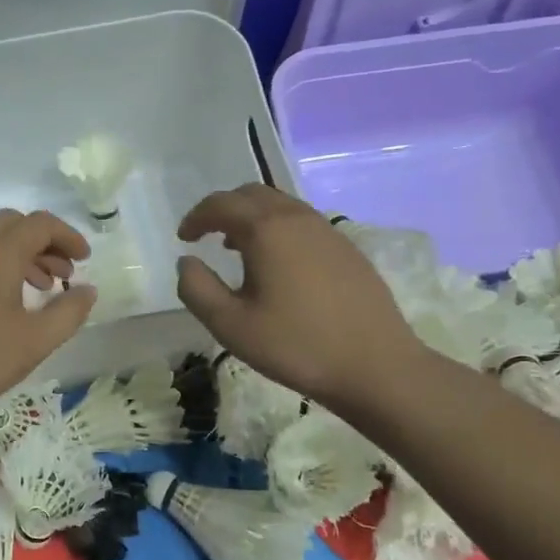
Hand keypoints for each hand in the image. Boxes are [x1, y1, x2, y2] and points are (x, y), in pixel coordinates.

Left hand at [0, 209, 96, 431]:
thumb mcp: (35, 340)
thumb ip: (69, 311)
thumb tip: (87, 290)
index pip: (39, 224)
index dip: (68, 236)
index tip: (86, 259)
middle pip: (12, 224)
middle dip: (43, 241)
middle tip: (64, 270)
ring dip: (22, 254)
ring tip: (43, 288)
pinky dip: (0, 267)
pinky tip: (9, 305)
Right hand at [176, 185, 421, 407]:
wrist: (376, 365)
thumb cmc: (296, 346)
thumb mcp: (231, 325)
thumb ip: (197, 289)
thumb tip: (187, 262)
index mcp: (266, 229)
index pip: (221, 204)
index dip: (196, 217)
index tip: (184, 238)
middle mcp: (297, 218)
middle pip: (252, 194)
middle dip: (224, 210)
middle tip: (207, 236)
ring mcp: (328, 230)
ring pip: (281, 206)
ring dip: (253, 218)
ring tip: (238, 249)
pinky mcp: (347, 249)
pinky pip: (303, 223)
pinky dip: (279, 229)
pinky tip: (278, 265)